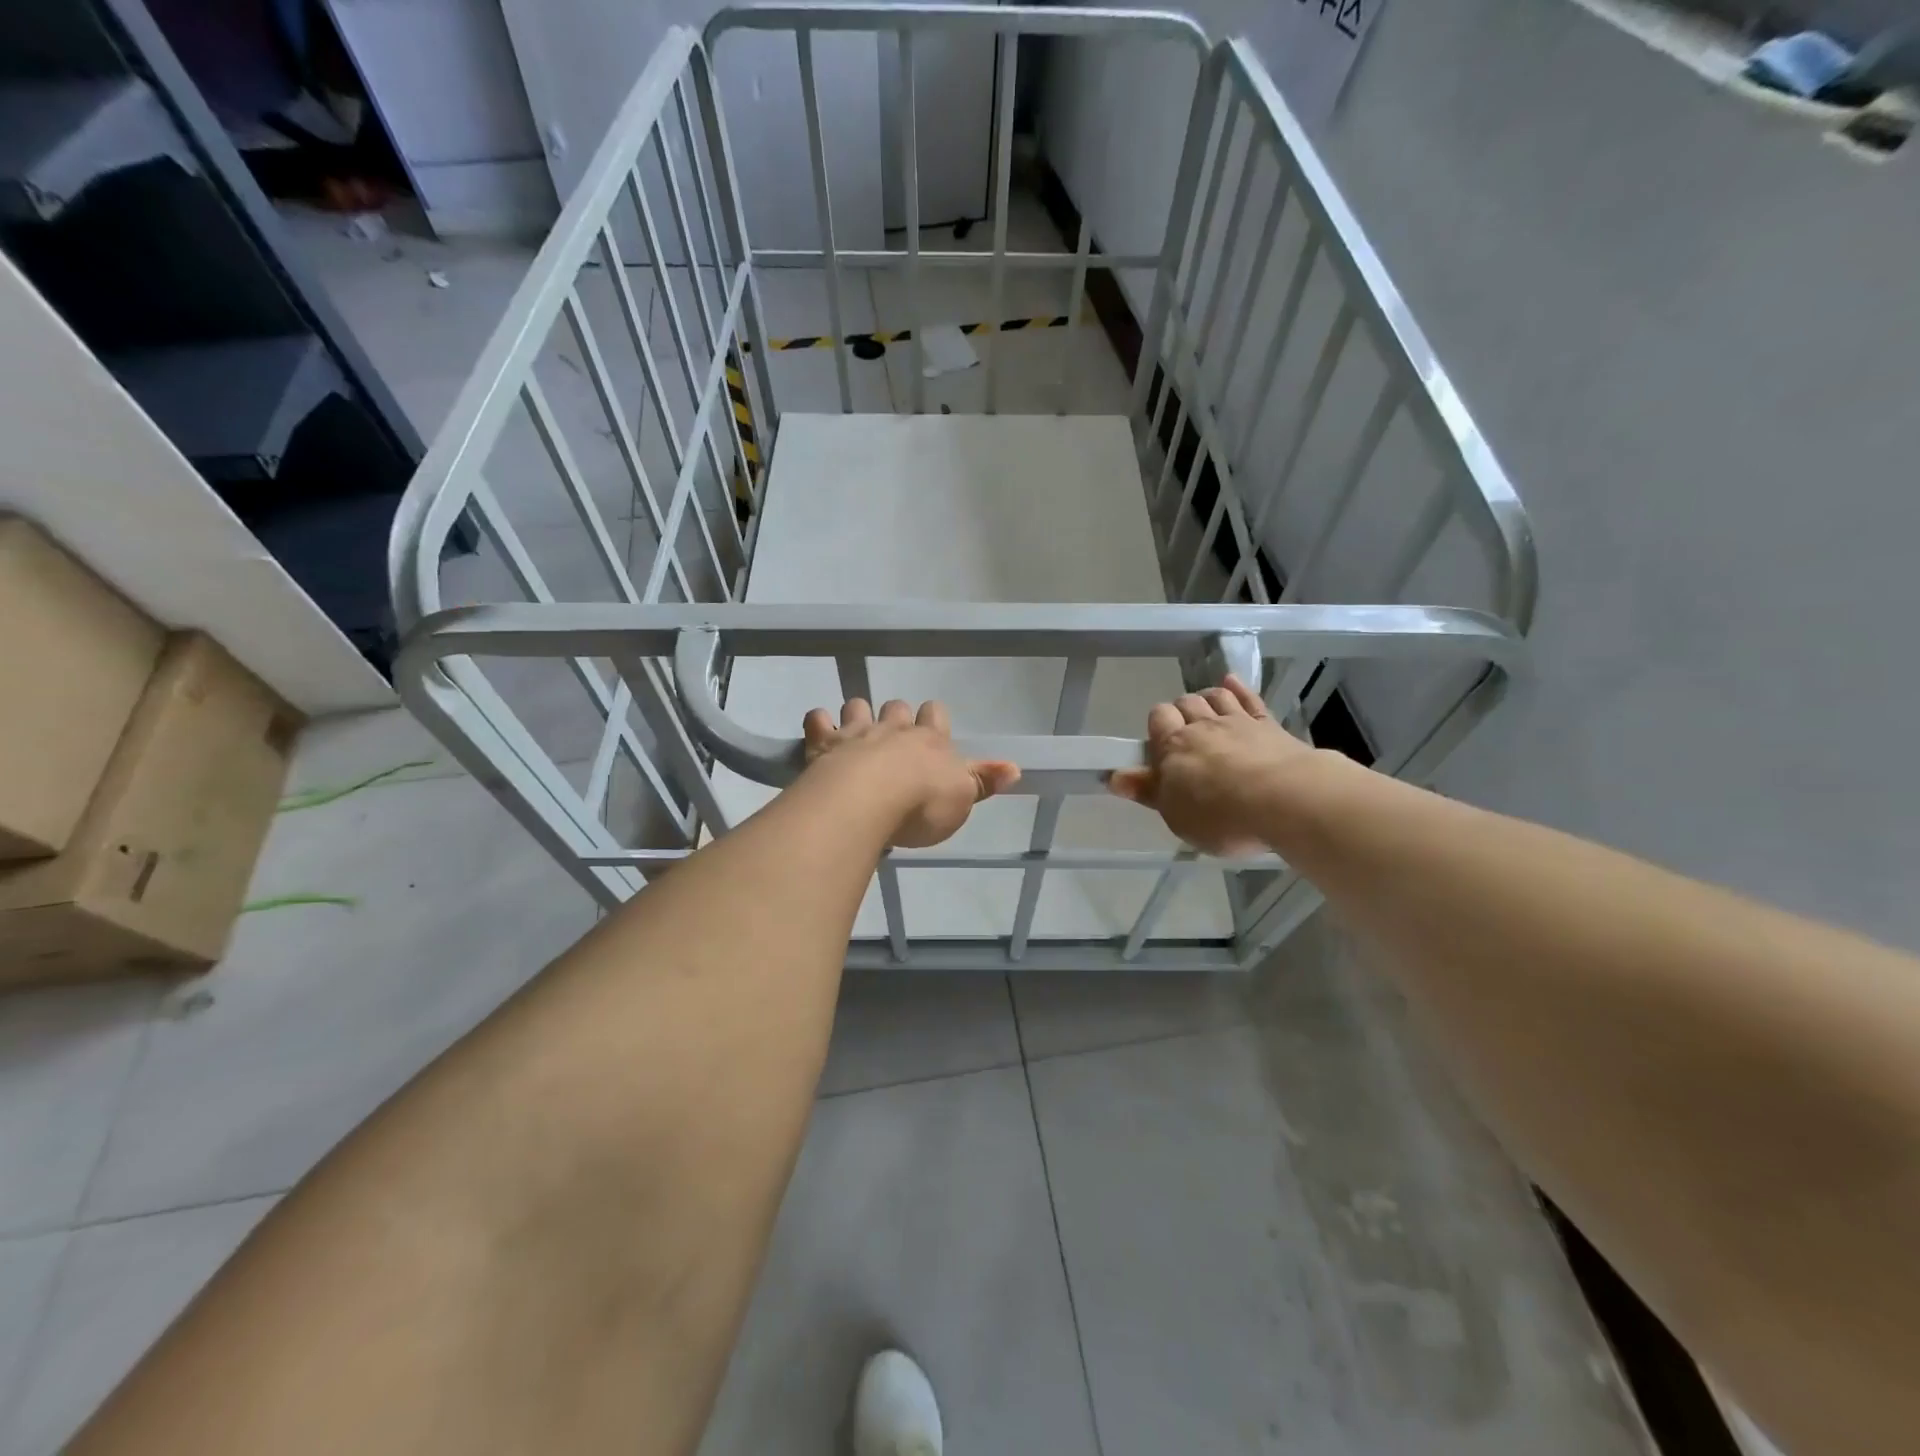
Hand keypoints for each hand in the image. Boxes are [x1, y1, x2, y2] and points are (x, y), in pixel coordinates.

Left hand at [801, 699, 1020, 848]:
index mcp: (930, 741)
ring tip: (856, 731)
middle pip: (897, 708)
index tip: (930, 728)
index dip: (933, 719)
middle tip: (893, 735)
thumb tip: (1016, 767)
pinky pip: (818, 720)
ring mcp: (857, 733)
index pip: (936, 715)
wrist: (870, 801)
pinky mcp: (824, 743)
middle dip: (896, 716)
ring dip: (857, 713)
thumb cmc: (922, 804)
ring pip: (858, 705)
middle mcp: (894, 729)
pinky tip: (819, 732)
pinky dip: (818, 723)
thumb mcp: (962, 799)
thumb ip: (984, 781)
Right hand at [1108, 675, 1312, 855]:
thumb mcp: (1175, 814)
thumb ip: (1148, 791)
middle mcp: (1203, 726)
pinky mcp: (1270, 726)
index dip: (1157, 726)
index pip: (1158, 718)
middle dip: (1181, 713)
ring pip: (1215, 696)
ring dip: (1206, 699)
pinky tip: (1230, 681)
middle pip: (1185, 704)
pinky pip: (1250, 699)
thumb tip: (1114, 777)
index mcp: (1174, 747)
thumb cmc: (1221, 816)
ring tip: (1205, 711)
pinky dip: (1238, 688)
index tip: (1159, 745)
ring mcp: (1239, 722)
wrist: (1286, 801)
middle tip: (1184, 734)